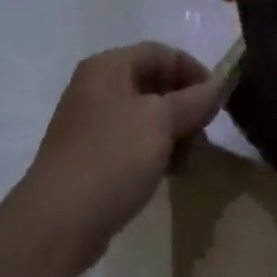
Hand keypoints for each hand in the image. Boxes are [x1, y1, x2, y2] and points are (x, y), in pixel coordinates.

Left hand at [16, 42, 223, 276]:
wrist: (56, 224)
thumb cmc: (111, 157)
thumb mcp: (161, 122)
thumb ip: (194, 101)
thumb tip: (220, 85)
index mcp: (108, 67)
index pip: (160, 53)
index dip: (193, 70)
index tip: (218, 97)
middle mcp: (97, 88)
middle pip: (154, 84)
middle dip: (186, 107)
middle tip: (206, 132)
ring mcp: (92, 125)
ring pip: (146, 117)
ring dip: (175, 133)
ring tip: (194, 160)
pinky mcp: (91, 159)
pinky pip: (133, 143)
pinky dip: (156, 152)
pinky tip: (174, 173)